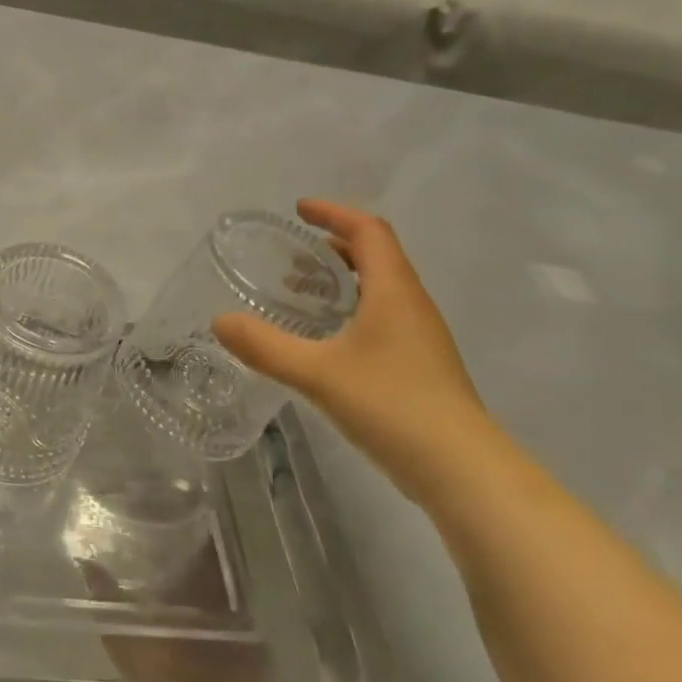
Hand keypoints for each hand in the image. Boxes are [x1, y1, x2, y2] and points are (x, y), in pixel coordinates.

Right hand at [213, 200, 490, 506]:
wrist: (463, 471)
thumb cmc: (392, 406)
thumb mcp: (317, 374)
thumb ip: (264, 346)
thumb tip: (219, 321)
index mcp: (393, 292)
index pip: (368, 232)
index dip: (334, 214)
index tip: (298, 210)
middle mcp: (411, 306)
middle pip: (376, 257)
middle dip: (332, 247)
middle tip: (289, 255)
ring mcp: (419, 338)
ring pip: (378, 290)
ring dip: (340, 281)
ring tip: (297, 295)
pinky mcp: (418, 366)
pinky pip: (380, 318)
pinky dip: (348, 311)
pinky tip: (322, 341)